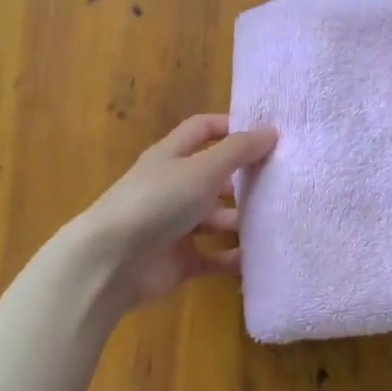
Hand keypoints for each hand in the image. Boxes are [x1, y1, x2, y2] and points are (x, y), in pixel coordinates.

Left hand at [71, 114, 277, 312]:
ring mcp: (175, 226)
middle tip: (280, 183)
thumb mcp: (203, 169)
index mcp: (171, 156)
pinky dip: (235, 257)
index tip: (266, 136)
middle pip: (213, 176)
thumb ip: (239, 151)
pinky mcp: (180, 260)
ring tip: (276, 222)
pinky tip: (261, 258)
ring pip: (216, 218)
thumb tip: (271, 132)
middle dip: (244, 179)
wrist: (111, 263)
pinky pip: (215, 256)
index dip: (231, 127)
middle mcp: (173, 187)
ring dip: (242, 220)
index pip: (203, 130)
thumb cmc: (158, 202)